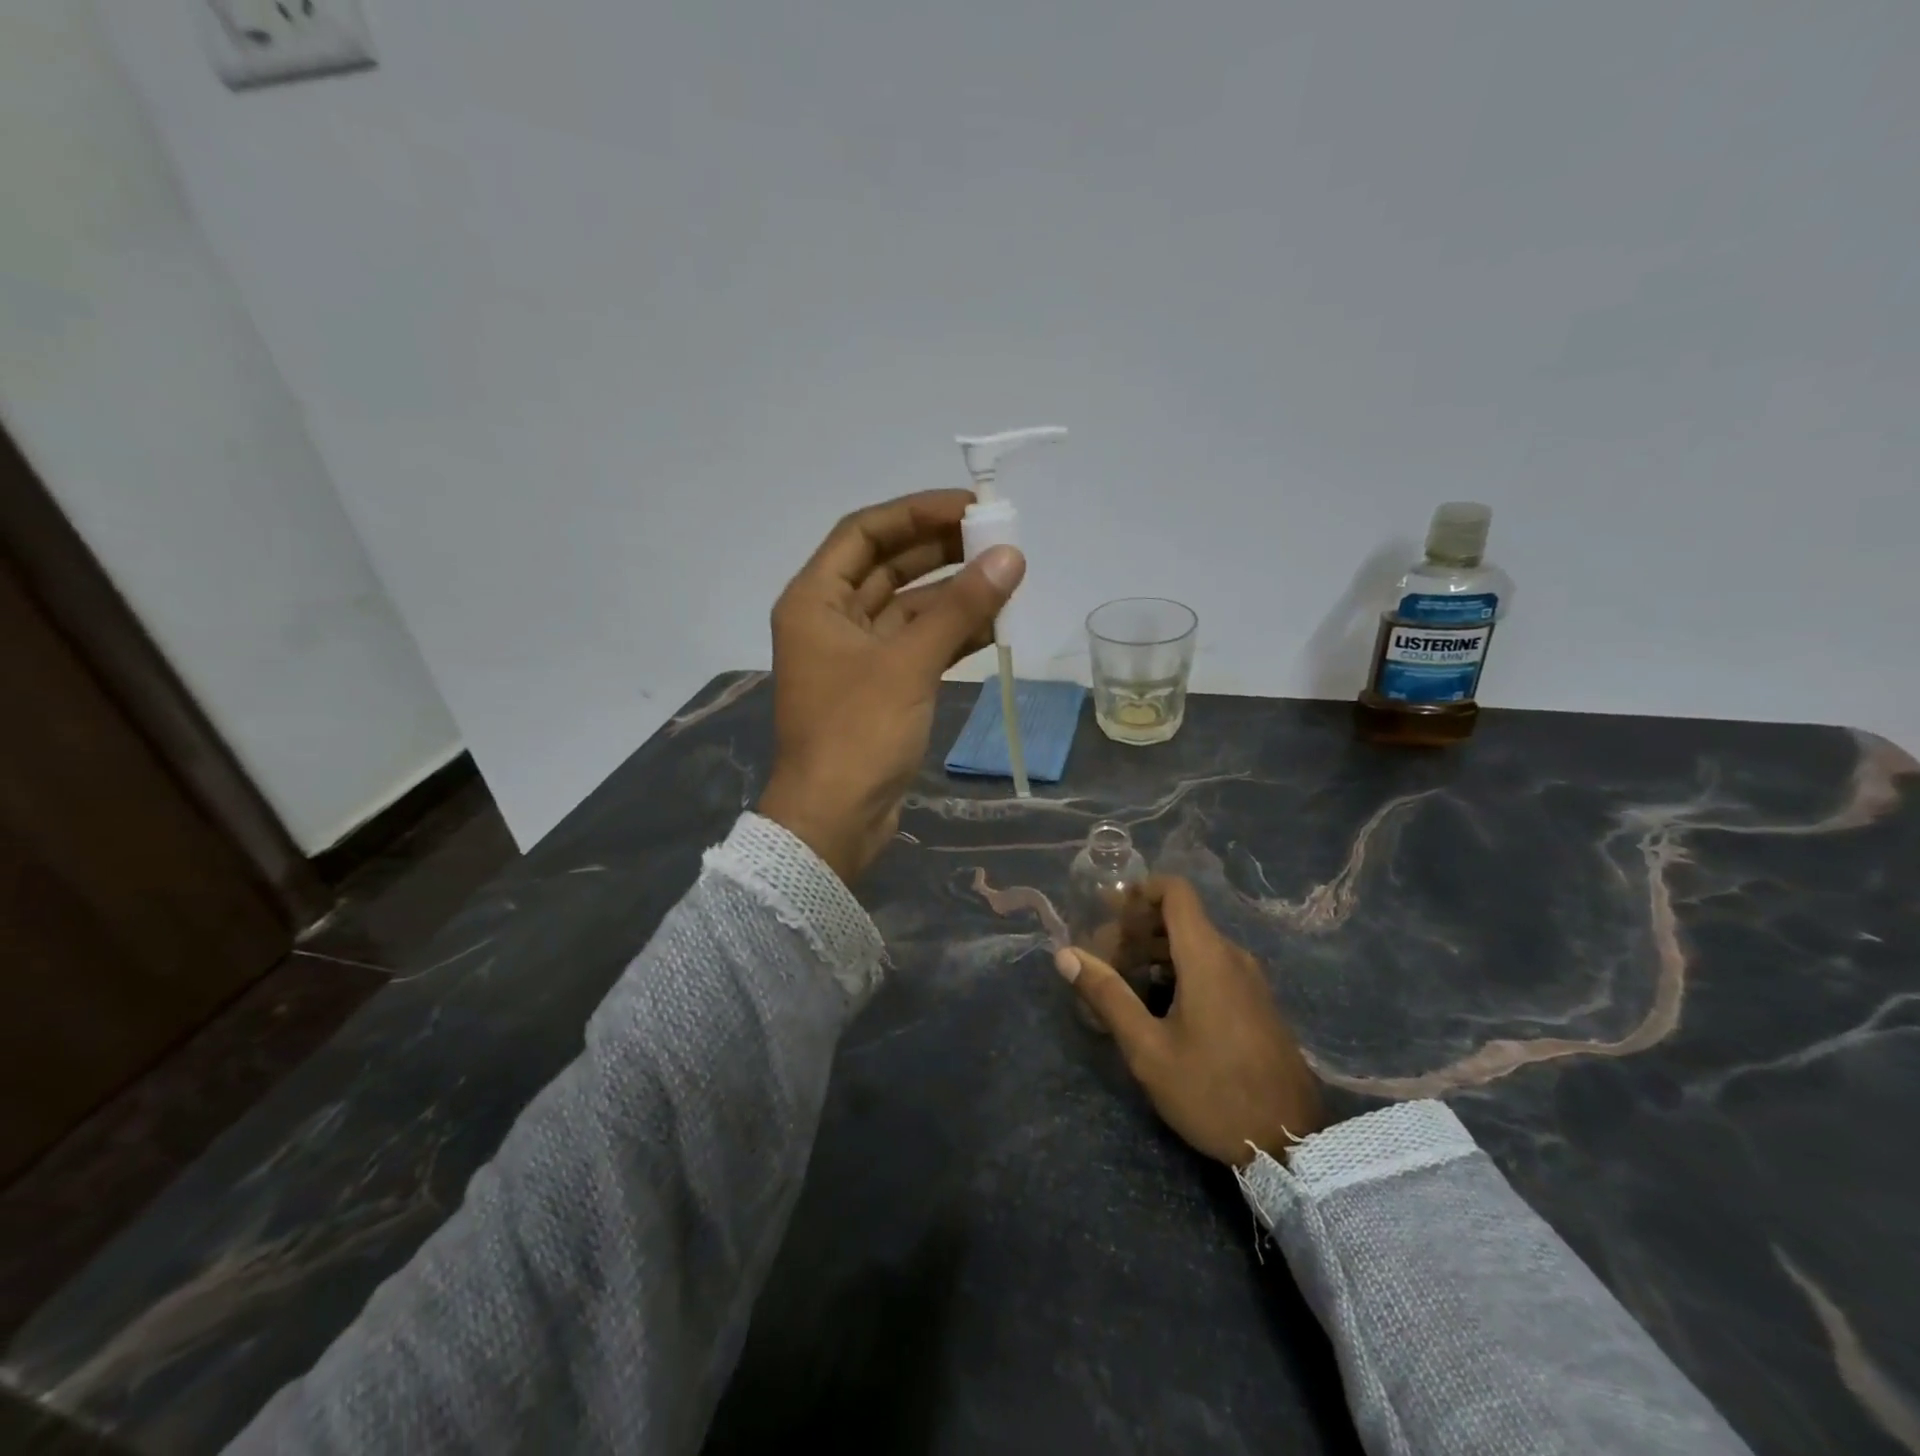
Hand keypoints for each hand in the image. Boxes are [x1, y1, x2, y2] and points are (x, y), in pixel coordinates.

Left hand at [758, 490, 1024, 884]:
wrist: (835, 820)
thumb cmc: (858, 733)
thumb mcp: (909, 663)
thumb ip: (960, 607)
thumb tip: (1010, 556)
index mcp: (814, 600)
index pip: (864, 532)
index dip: (916, 513)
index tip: (970, 509)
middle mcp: (830, 620)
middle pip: (888, 566)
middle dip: (940, 550)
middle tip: (997, 539)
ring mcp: (856, 656)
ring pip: (908, 608)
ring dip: (953, 594)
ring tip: (1006, 578)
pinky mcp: (880, 687)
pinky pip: (918, 645)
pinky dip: (951, 634)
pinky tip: (994, 624)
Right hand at [1057, 877, 1326, 1166]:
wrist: (1291, 1143)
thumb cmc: (1212, 1091)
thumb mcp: (1148, 1049)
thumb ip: (1107, 995)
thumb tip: (1066, 954)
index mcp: (1206, 955)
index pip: (1175, 891)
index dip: (1139, 891)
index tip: (1107, 914)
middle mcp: (1231, 956)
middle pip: (1179, 918)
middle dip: (1136, 929)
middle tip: (1102, 960)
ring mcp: (1248, 980)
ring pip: (1194, 944)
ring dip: (1154, 953)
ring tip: (1122, 985)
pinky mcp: (1256, 1003)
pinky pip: (1211, 966)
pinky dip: (1178, 970)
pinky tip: (1157, 1006)